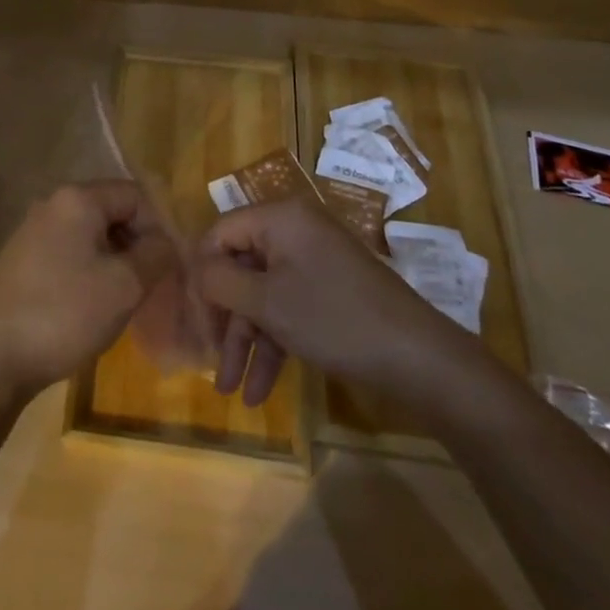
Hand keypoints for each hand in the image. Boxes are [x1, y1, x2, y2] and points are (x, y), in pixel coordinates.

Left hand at [0, 180, 179, 397]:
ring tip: (122, 301)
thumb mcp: (125, 286)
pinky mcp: (21, 260)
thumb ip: (156, 255)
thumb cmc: (65, 313)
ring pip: (90, 236)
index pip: (135, 195)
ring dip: (113, 261)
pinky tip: (90, 307)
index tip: (168, 267)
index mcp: (77, 199)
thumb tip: (166, 242)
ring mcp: (32, 231)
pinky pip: (68, 253)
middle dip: (136, 245)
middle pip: (111, 212)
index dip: (158, 227)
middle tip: (149, 286)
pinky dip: (88, 272)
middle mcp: (52, 204)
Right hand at [195, 196, 486, 411]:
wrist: (417, 357)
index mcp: (280, 218)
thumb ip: (221, 281)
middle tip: (209, 357)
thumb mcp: (267, 302)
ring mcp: (314, 262)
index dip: (202, 273)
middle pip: (241, 267)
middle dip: (224, 318)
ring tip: (230, 390)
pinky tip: (259, 391)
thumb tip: (197, 270)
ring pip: (263, 295)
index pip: (220, 232)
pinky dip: (273, 343)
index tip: (192, 315)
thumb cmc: (333, 318)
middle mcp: (295, 231)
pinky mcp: (329, 292)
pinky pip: (288, 308)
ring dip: (246, 340)